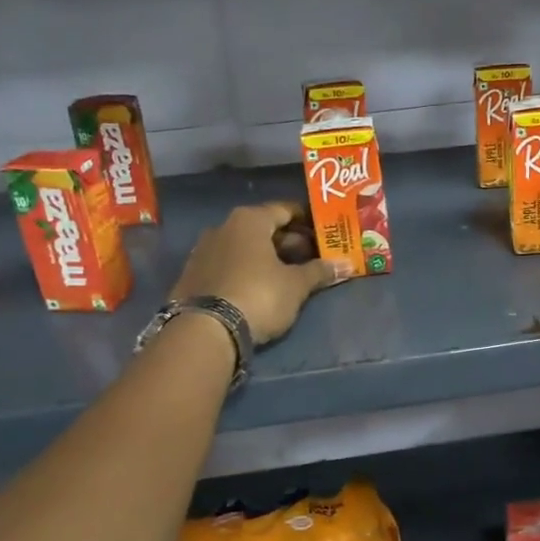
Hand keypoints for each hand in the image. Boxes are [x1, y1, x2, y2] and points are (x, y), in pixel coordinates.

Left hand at [172, 203, 338, 344]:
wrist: (205, 331)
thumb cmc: (258, 296)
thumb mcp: (296, 285)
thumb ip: (320, 272)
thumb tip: (346, 265)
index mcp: (249, 220)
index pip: (286, 210)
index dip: (308, 221)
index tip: (325, 233)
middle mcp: (223, 227)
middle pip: (264, 228)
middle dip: (290, 242)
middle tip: (313, 257)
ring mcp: (204, 251)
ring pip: (245, 247)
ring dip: (267, 257)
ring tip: (290, 275)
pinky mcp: (193, 275)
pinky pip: (229, 264)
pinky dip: (247, 270)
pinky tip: (260, 287)